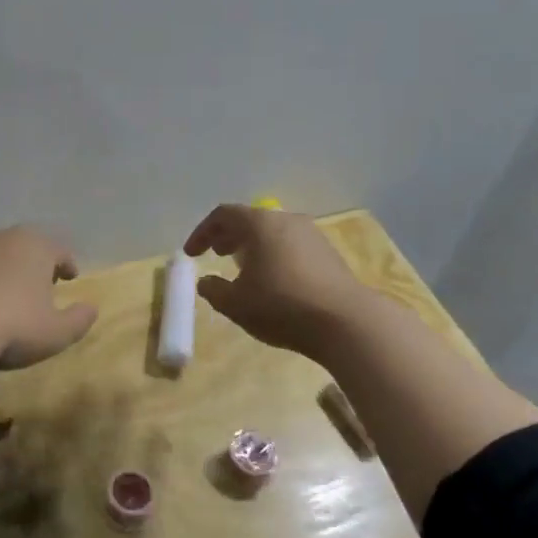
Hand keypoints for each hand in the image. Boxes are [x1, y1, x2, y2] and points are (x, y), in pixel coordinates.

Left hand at [0, 226, 98, 369]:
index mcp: (34, 247)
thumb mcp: (56, 332)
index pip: (58, 249)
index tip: (69, 277)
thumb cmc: (11, 326)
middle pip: (22, 246)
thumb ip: (78, 319)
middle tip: (36, 284)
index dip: (66, 263)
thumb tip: (91, 308)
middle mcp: (0, 239)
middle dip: (30, 262)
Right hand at [183, 204, 373, 360]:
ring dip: (253, 247)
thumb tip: (206, 282)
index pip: (223, 215)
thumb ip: (214, 290)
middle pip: (250, 220)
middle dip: (228, 236)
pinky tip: (273, 281)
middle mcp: (286, 220)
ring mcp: (312, 235)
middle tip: (216, 255)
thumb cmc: (281, 306)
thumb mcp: (235, 304)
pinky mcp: (329, 254)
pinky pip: (291, 246)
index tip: (191, 254)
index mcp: (259, 224)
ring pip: (273, 233)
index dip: (202, 233)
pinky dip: (274, 256)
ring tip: (244, 269)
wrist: (346, 322)